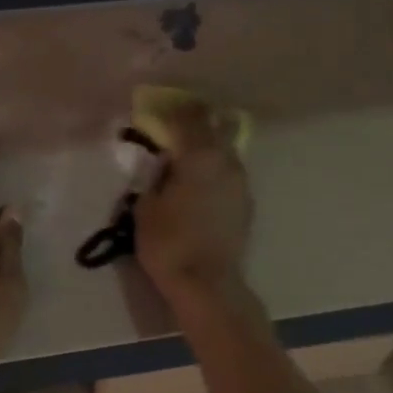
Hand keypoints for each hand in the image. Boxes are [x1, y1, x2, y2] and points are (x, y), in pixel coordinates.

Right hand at [134, 102, 252, 297]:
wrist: (208, 284)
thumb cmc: (168, 242)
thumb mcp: (145, 206)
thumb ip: (155, 176)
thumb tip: (163, 163)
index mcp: (199, 154)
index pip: (190, 116)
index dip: (175, 108)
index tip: (161, 108)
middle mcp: (226, 160)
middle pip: (217, 125)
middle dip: (198, 122)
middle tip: (178, 128)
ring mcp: (241, 181)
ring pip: (227, 149)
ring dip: (209, 147)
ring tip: (189, 159)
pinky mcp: (247, 202)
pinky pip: (230, 173)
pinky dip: (216, 170)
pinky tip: (201, 186)